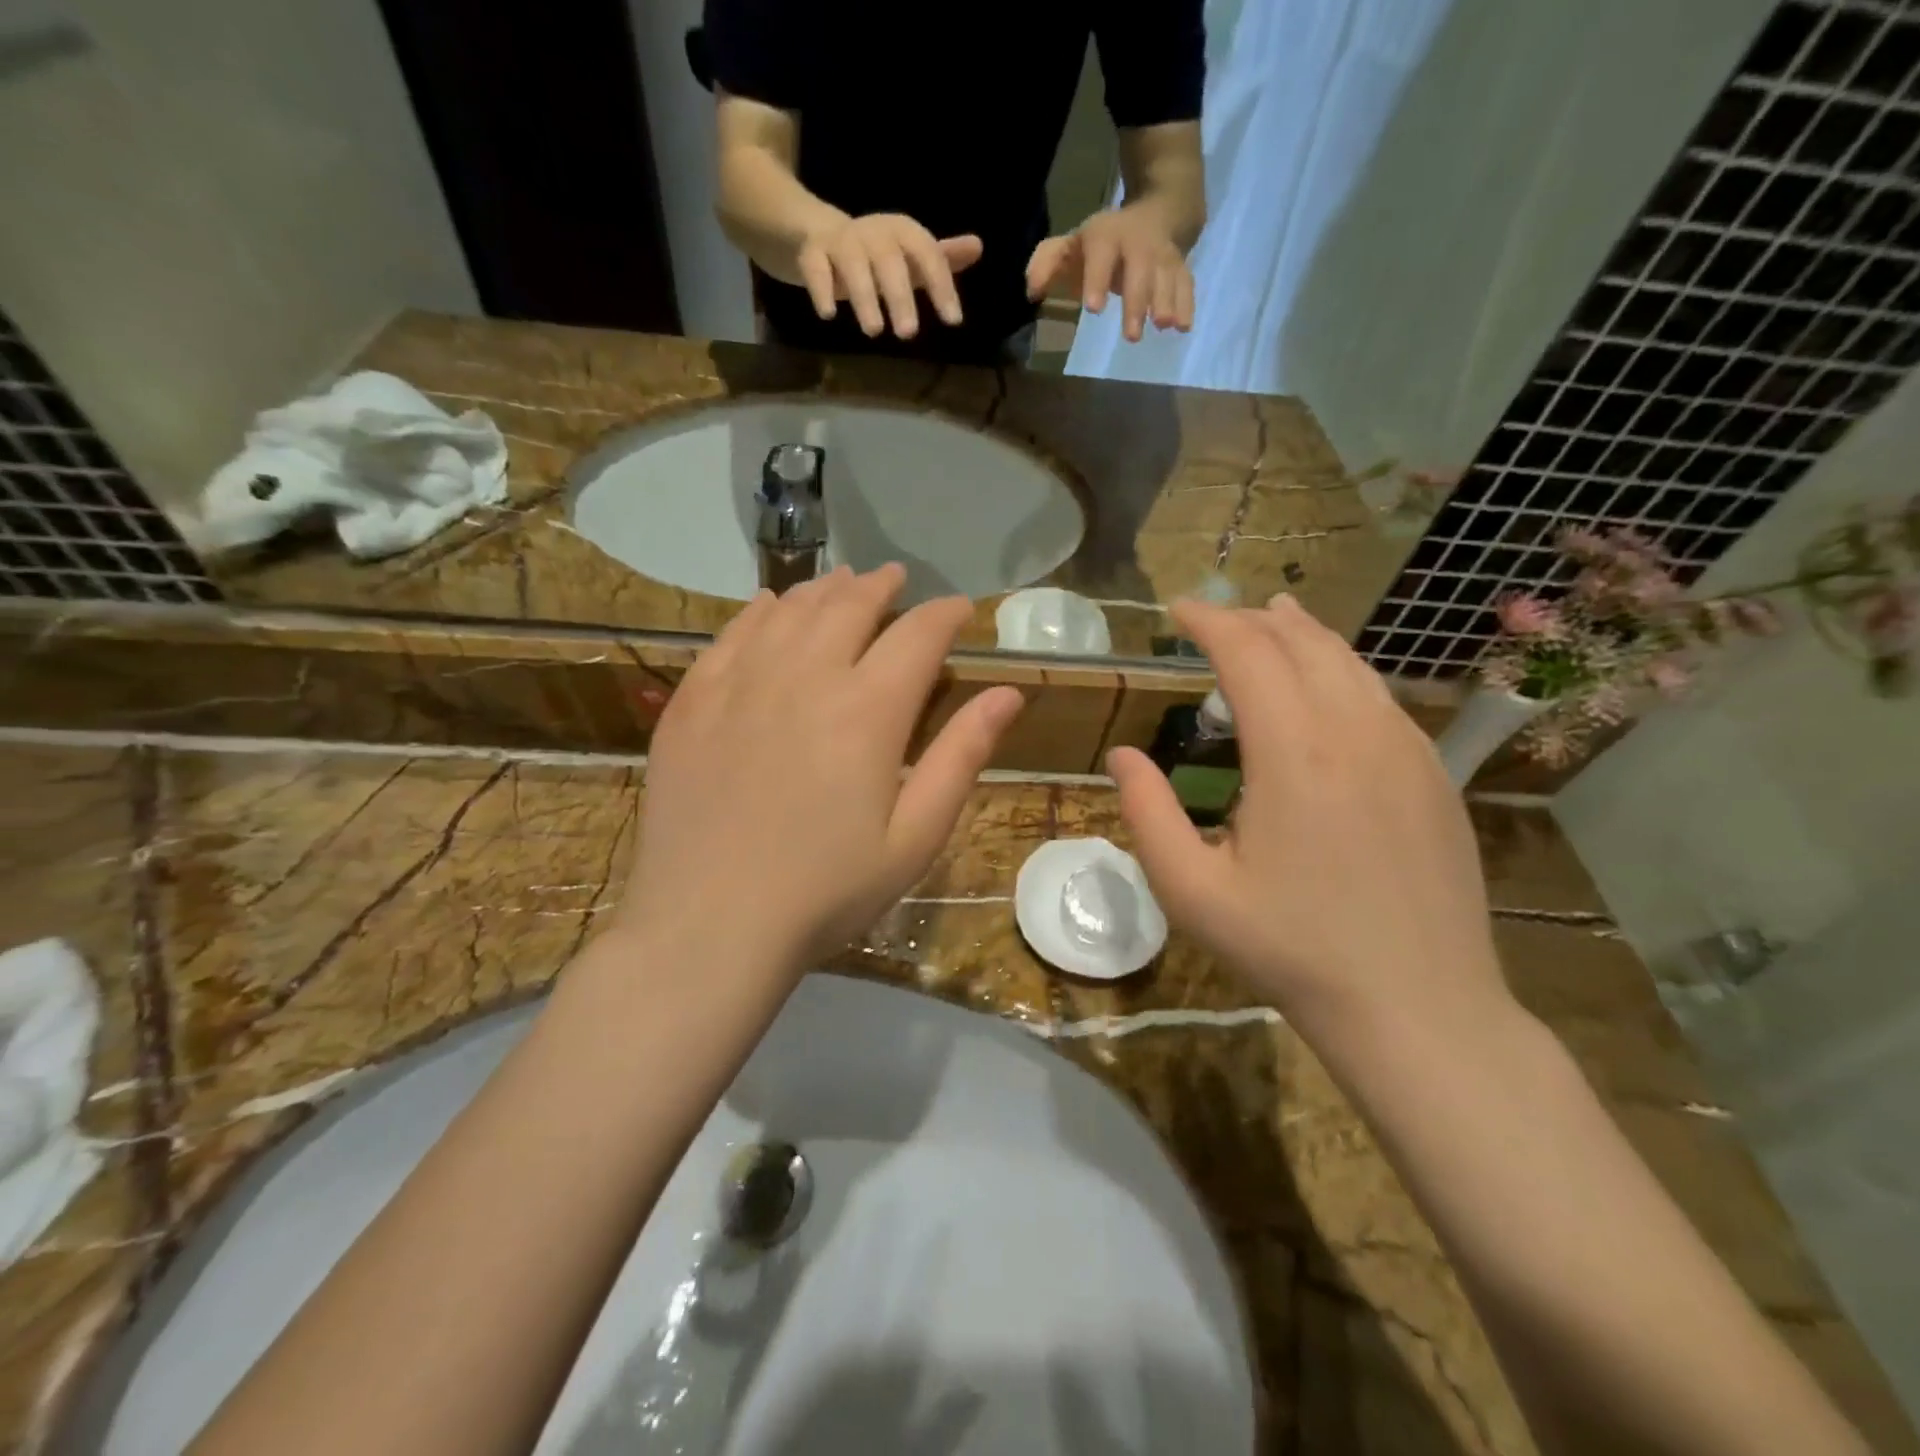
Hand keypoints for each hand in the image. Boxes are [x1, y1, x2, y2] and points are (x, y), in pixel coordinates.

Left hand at [618, 565, 1022, 972]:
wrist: (709, 926)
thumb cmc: (827, 891)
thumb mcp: (915, 837)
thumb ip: (961, 757)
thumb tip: (1008, 693)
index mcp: (867, 710)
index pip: (918, 635)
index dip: (945, 614)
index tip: (959, 609)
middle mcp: (804, 676)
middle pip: (850, 606)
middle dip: (882, 586)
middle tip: (897, 580)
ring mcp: (740, 683)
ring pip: (791, 610)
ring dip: (825, 589)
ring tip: (844, 582)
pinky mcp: (693, 701)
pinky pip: (732, 634)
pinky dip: (760, 610)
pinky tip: (770, 605)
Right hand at [796, 214, 983, 339]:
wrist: (814, 233)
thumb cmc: (874, 255)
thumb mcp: (908, 256)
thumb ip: (940, 259)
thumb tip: (978, 247)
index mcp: (901, 232)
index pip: (927, 254)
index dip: (941, 285)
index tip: (953, 321)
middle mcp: (873, 232)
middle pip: (890, 261)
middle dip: (900, 296)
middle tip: (909, 335)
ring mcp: (840, 241)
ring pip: (854, 265)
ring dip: (864, 297)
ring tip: (874, 331)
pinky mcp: (811, 253)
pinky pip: (815, 269)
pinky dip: (821, 289)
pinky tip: (828, 315)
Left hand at [1026, 203, 1194, 342]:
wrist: (1159, 210)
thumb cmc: (1103, 243)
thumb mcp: (1072, 245)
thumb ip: (1048, 263)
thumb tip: (1031, 292)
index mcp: (1106, 237)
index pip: (1101, 253)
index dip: (1097, 279)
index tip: (1093, 309)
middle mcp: (1138, 244)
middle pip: (1140, 270)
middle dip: (1137, 302)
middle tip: (1131, 336)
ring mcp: (1163, 255)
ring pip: (1167, 276)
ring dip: (1167, 301)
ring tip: (1164, 326)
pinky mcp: (1181, 267)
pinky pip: (1186, 283)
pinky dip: (1187, 304)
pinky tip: (1184, 327)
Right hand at [1108, 595, 1507, 1041]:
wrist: (1418, 1008)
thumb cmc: (1290, 951)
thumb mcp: (1192, 892)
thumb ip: (1147, 814)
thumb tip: (1123, 755)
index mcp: (1293, 754)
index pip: (1248, 653)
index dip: (1208, 622)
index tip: (1177, 611)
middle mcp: (1355, 732)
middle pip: (1301, 642)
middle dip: (1250, 619)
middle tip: (1212, 619)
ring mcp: (1406, 750)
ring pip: (1349, 662)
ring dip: (1301, 633)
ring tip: (1270, 619)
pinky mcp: (1434, 774)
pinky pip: (1380, 696)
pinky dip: (1342, 668)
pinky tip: (1328, 680)